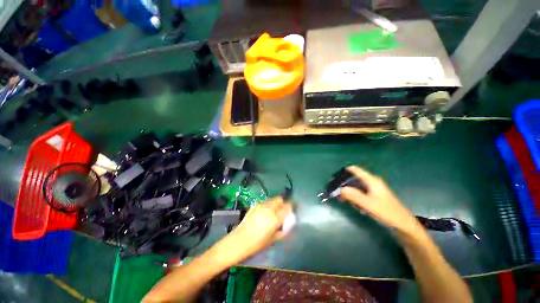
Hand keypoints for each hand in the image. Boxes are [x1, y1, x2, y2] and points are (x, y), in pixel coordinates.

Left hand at [213, 196, 292, 265]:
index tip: (293, 208)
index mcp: (276, 217)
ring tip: (273, 212)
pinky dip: (268, 205)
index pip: (288, 206)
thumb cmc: (257, 244)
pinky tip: (264, 213)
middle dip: (283, 203)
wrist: (239, 241)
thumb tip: (288, 223)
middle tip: (282, 210)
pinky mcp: (255, 205)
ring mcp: (261, 205)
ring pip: (272, 199)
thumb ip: (283, 230)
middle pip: (280, 199)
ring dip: (275, 203)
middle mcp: (269, 208)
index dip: (292, 206)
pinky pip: (265, 202)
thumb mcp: (273, 239)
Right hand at [339, 166, 420, 235]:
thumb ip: (353, 195)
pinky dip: (355, 198)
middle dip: (345, 185)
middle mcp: (372, 183)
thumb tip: (340, 189)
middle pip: (355, 179)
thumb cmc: (387, 213)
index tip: (335, 177)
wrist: (404, 226)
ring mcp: (374, 191)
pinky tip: (355, 206)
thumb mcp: (368, 204)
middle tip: (337, 192)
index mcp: (372, 181)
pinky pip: (361, 194)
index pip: (356, 170)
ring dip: (350, 193)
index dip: (344, 171)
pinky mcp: (375, 198)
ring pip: (357, 188)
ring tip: (344, 200)